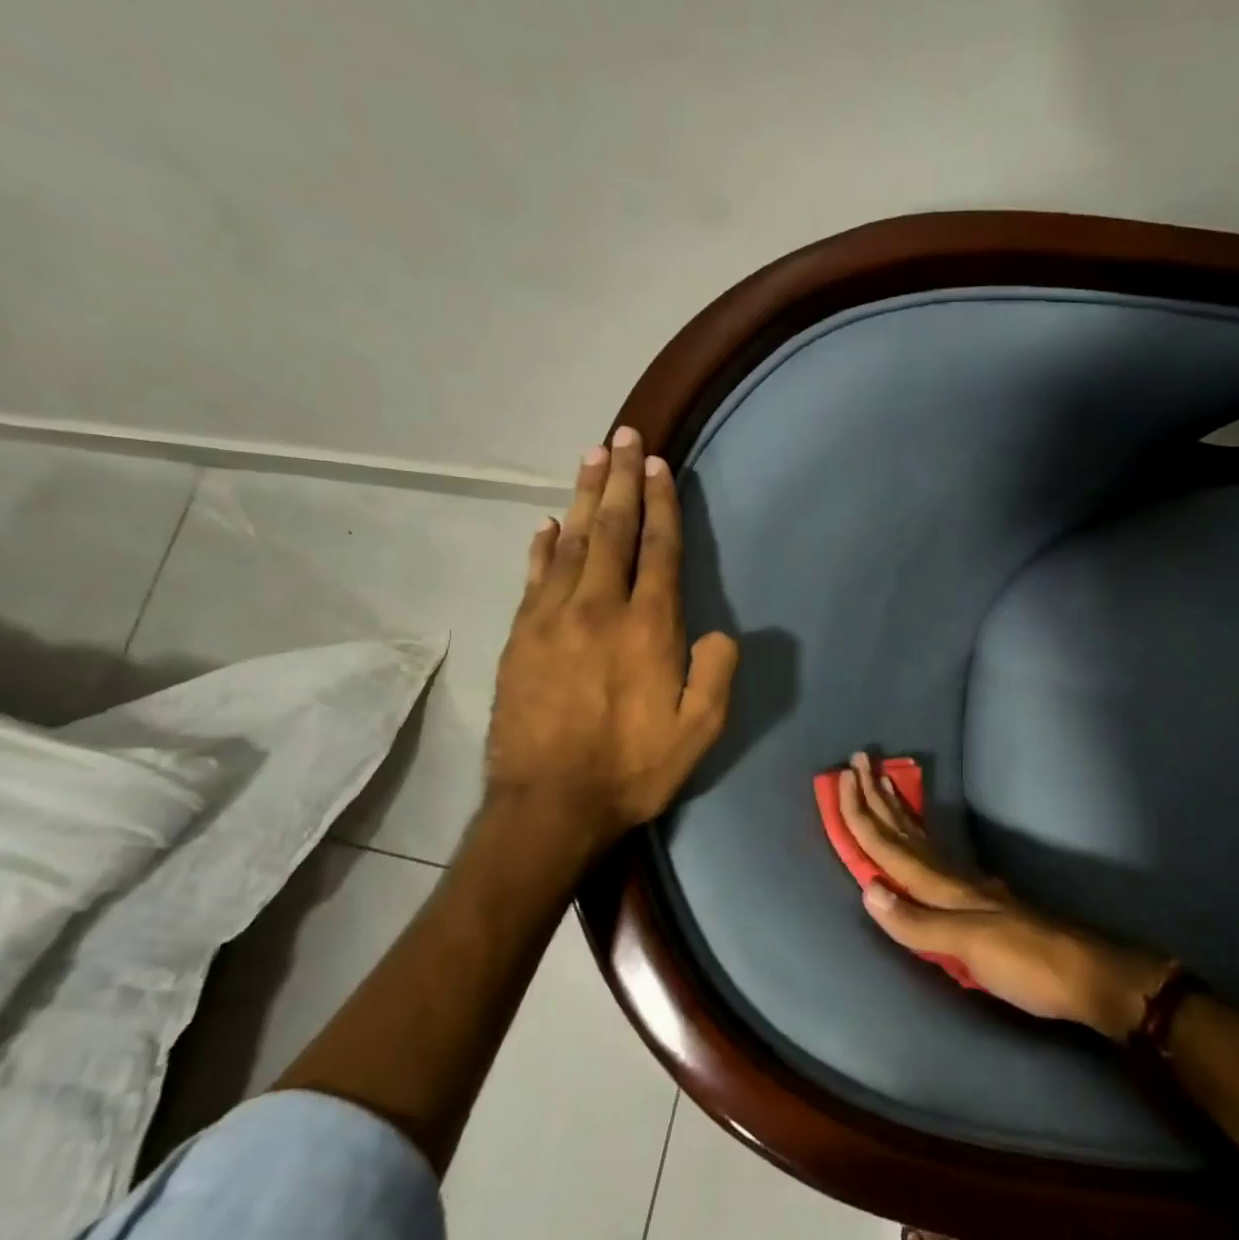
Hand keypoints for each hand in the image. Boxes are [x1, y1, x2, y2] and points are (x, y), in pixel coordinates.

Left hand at [487, 428, 738, 847]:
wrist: (549, 803)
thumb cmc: (633, 768)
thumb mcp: (700, 730)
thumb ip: (716, 672)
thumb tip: (718, 632)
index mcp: (649, 628)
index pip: (658, 549)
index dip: (660, 504)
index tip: (658, 465)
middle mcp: (599, 608)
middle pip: (611, 529)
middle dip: (620, 480)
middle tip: (624, 436)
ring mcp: (552, 618)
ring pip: (570, 542)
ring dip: (583, 496)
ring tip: (591, 456)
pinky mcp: (520, 636)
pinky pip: (533, 576)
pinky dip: (541, 545)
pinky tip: (546, 523)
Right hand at [838, 754, 1175, 1039]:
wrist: (1084, 975)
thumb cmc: (1025, 962)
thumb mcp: (970, 945)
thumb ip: (917, 921)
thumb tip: (868, 888)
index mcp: (943, 887)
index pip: (890, 846)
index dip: (863, 814)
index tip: (843, 777)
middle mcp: (951, 879)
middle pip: (904, 832)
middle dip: (877, 798)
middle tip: (860, 760)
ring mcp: (968, 886)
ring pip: (920, 839)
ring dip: (895, 811)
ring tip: (881, 783)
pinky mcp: (980, 900)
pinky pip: (935, 858)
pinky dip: (918, 839)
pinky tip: (919, 837)